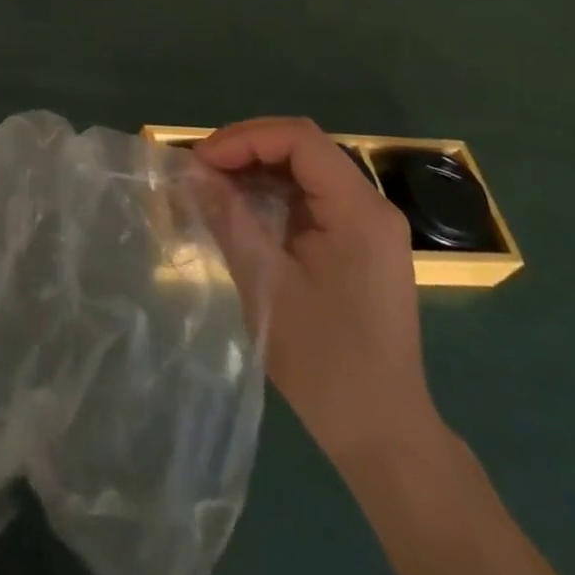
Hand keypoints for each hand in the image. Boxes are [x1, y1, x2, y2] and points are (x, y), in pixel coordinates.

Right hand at [196, 118, 435, 464]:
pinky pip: (311, 197)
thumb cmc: (326, 363)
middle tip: (201, 169)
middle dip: (247, 148)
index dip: (245, 139)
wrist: (383, 435)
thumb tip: (192, 172)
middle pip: (304, 147)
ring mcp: (368, 225)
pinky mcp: (359, 243)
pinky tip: (242, 208)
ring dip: (257, 168)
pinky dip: (272, 192)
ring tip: (213, 184)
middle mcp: (371, 206)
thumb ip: (229, 219)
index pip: (299, 139)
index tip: (202, 162)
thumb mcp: (267, 286)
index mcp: (359, 211)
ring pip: (305, 169)